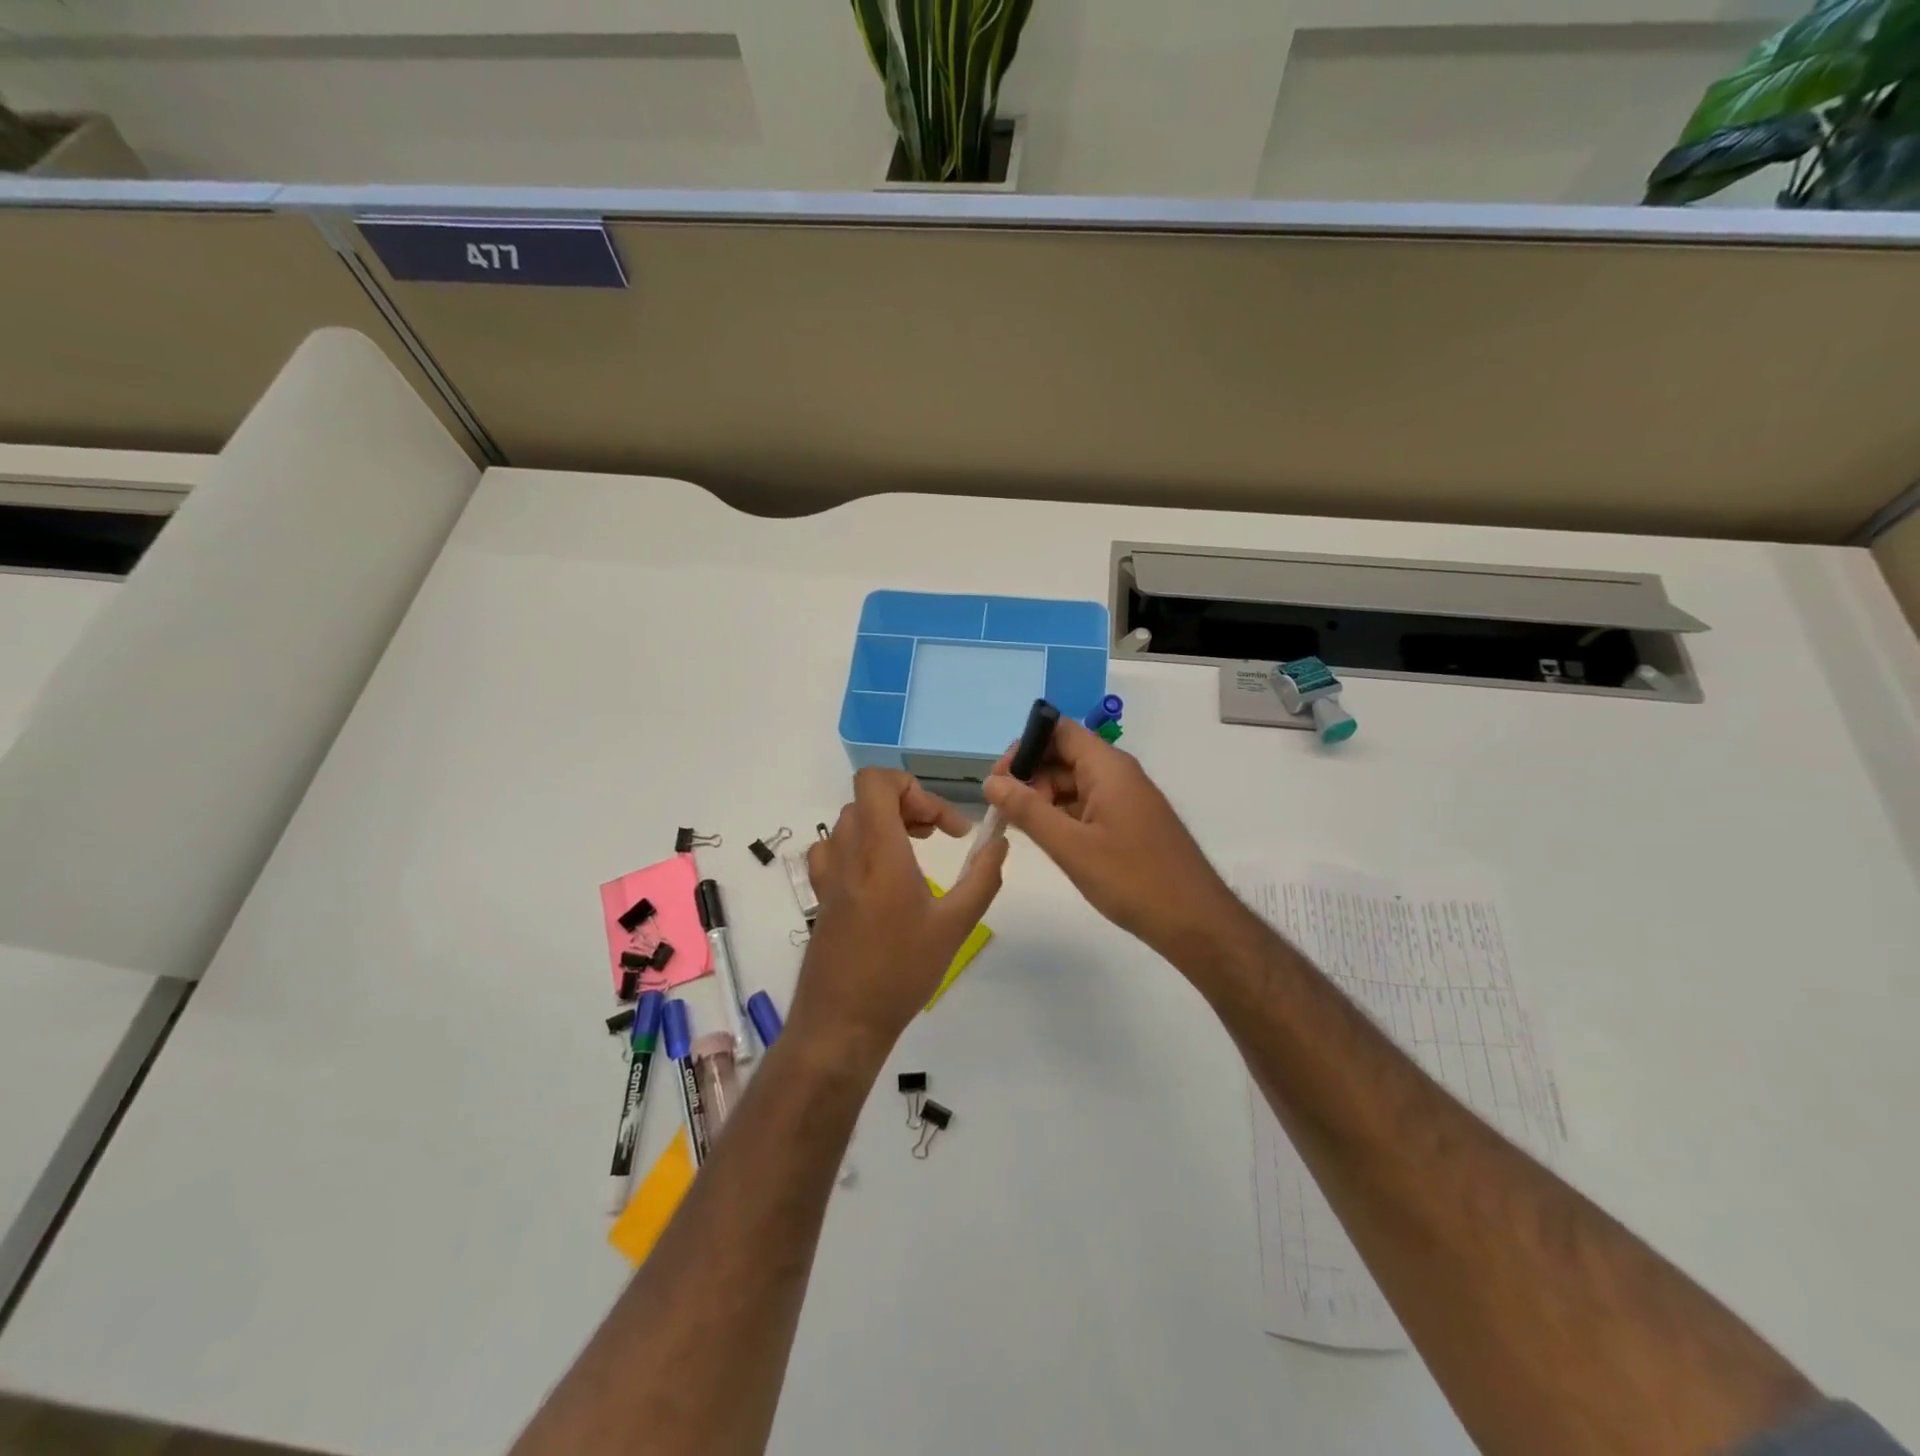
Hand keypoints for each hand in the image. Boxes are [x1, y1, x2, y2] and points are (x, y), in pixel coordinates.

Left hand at [787, 768, 1006, 1062]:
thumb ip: (983, 878)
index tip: (943, 825)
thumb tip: (999, 841)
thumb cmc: (901, 972)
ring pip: (852, 821)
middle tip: (938, 835)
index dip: (912, 788)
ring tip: (915, 851)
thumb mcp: (955, 926)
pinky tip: (881, 877)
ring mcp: (827, 874)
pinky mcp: (820, 894)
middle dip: (909, 806)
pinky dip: (861, 845)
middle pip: (869, 799)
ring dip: (885, 823)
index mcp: (879, 852)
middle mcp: (847, 853)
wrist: (842, 1023)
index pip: (876, 782)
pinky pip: (836, 848)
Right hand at [983, 718, 1239, 958]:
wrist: (1195, 921)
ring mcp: (1126, 799)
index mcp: (1108, 768)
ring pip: (1074, 783)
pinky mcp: (1129, 822)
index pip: (1059, 731)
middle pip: (1064, 756)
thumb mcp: (1071, 846)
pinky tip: (1049, 839)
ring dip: (1044, 799)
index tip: (999, 779)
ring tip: (1020, 828)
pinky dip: (1063, 815)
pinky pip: (1088, 805)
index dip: (1025, 746)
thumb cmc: (1132, 879)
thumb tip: (991, 782)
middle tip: (1004, 811)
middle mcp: (1118, 774)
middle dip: (1030, 776)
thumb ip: (1028, 810)